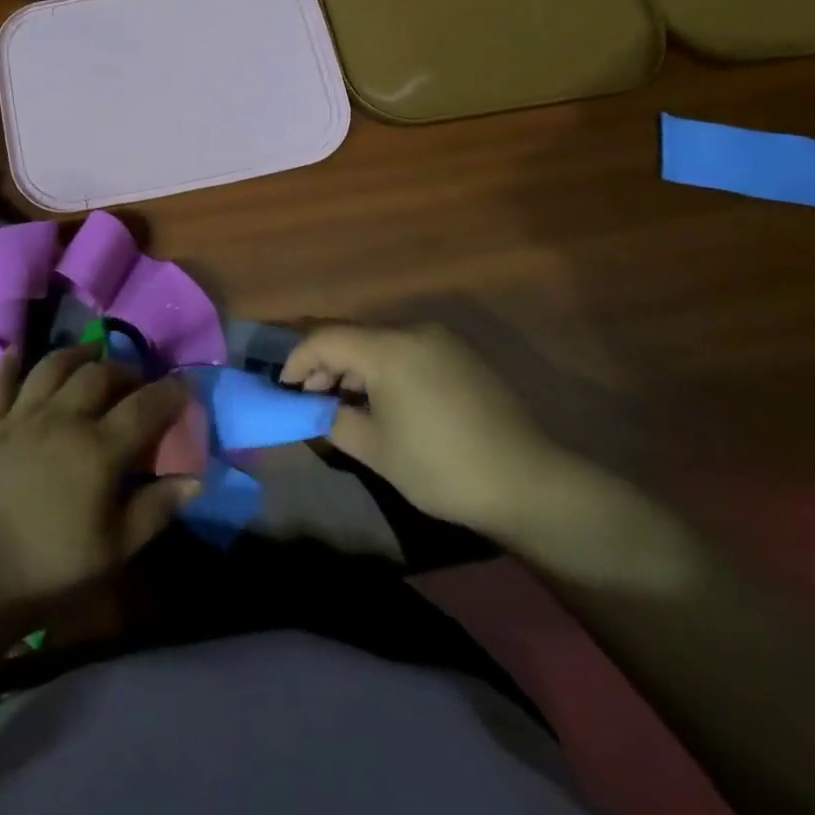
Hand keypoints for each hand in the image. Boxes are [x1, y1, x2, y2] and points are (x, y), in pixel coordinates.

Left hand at [0, 346, 199, 625]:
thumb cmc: (51, 570)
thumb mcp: (115, 550)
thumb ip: (156, 509)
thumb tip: (195, 479)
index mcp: (99, 448)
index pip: (144, 407)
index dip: (169, 392)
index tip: (185, 385)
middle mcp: (63, 419)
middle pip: (99, 376)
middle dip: (124, 370)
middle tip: (137, 380)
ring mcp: (22, 418)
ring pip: (52, 368)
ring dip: (76, 355)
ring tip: (91, 355)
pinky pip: (0, 384)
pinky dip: (9, 364)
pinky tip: (16, 351)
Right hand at [281, 323, 579, 535]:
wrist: (530, 484)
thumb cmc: (442, 467)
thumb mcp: (375, 450)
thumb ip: (335, 421)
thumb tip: (319, 409)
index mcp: (387, 348)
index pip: (324, 339)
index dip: (297, 360)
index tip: (283, 388)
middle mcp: (413, 330)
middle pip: (353, 335)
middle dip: (326, 363)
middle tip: (312, 397)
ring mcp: (442, 340)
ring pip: (381, 341)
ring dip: (356, 366)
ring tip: (347, 402)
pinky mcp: (463, 355)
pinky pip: (408, 349)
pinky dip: (386, 367)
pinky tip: (386, 400)